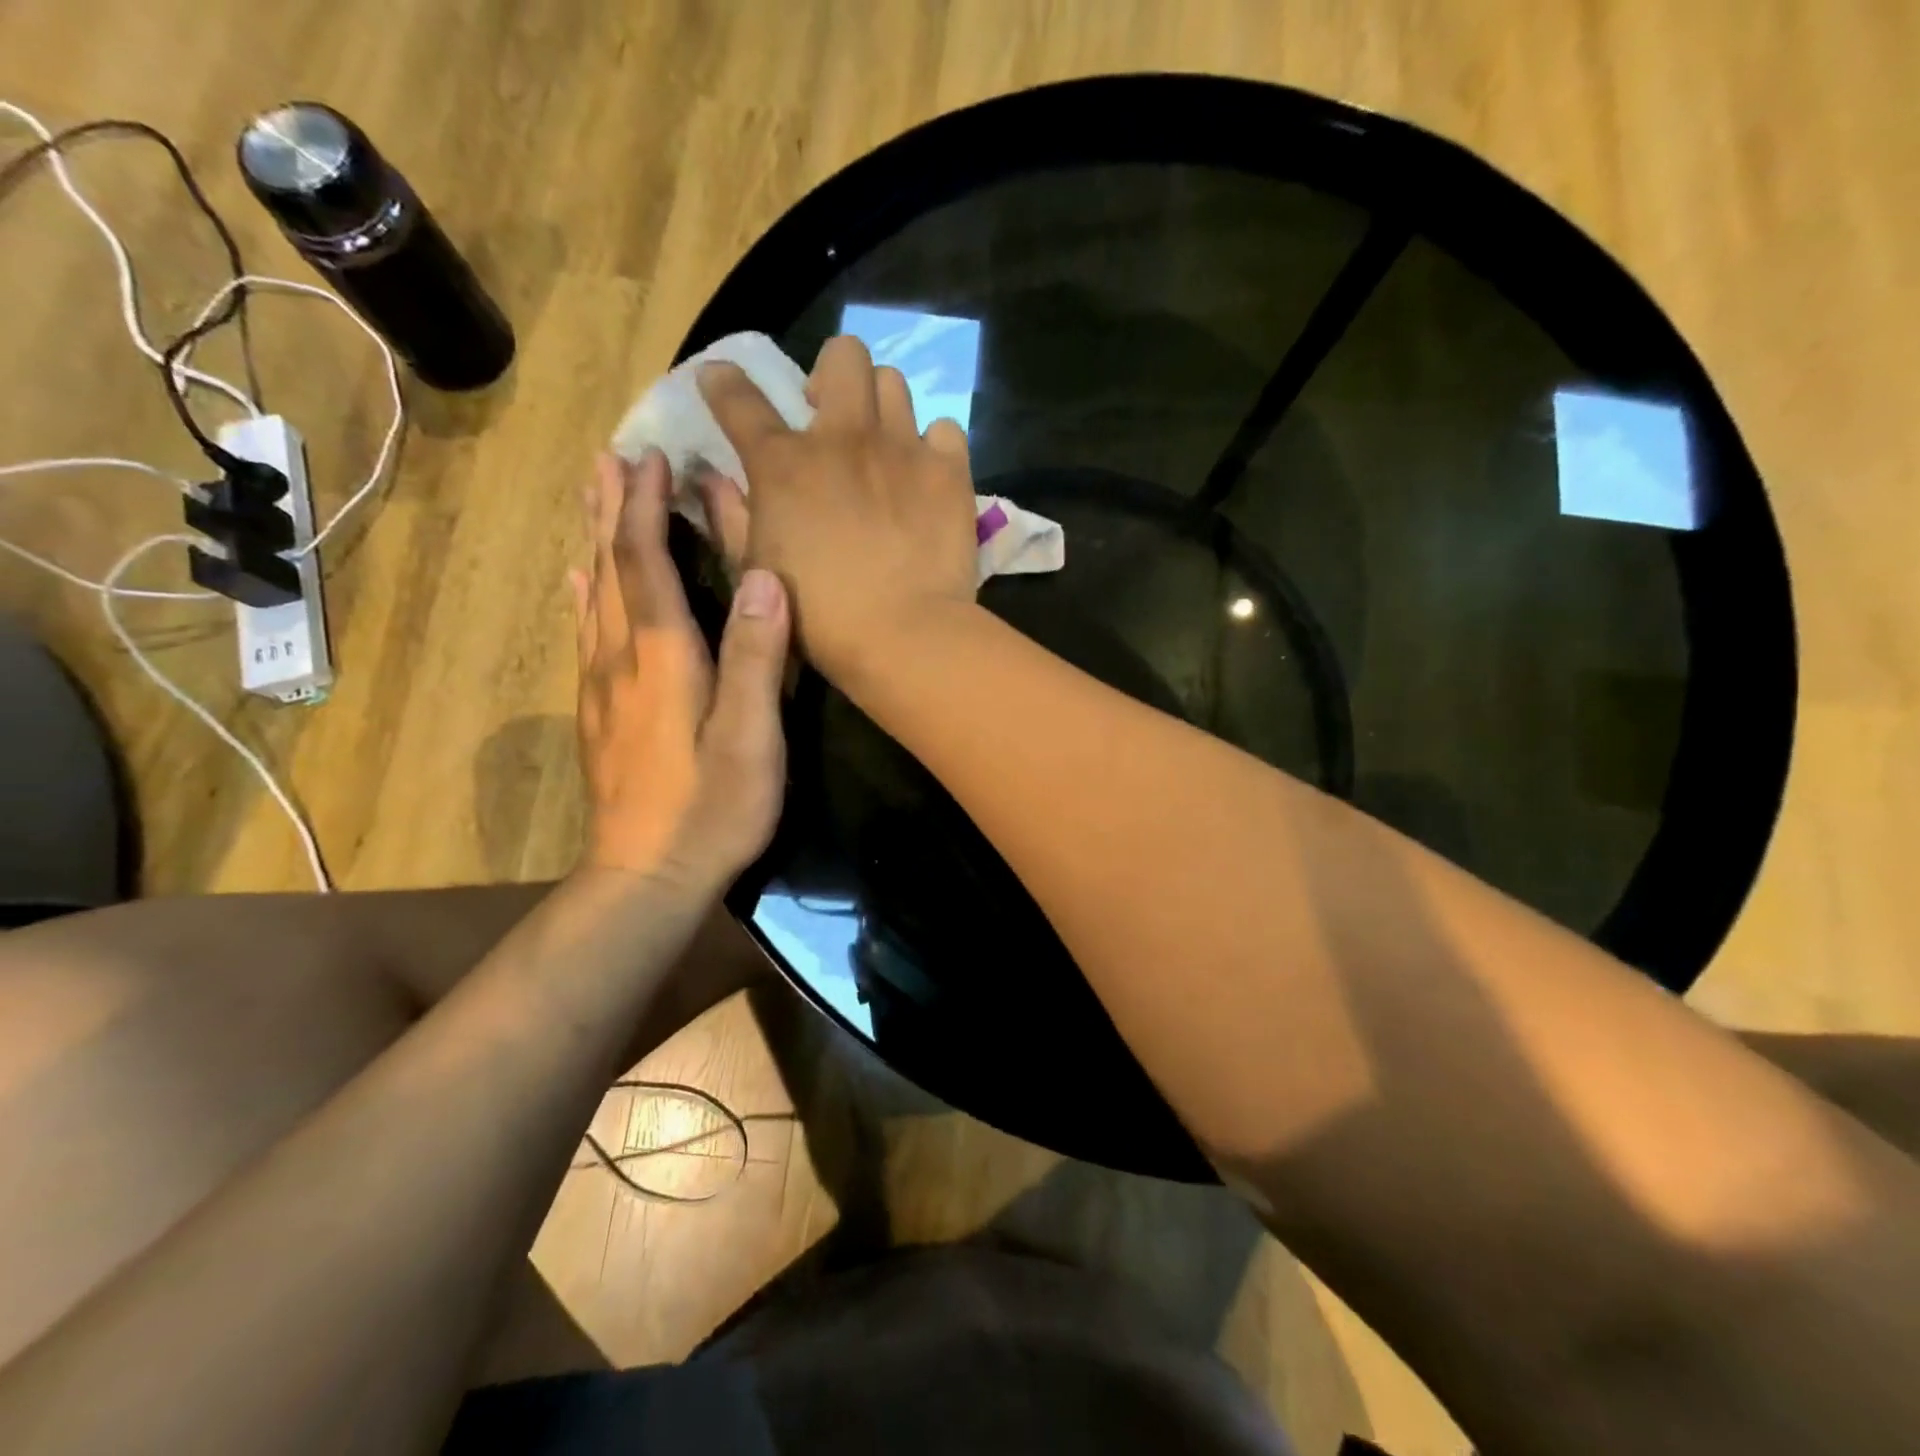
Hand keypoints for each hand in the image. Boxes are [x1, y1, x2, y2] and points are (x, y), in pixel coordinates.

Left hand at [570, 450, 788, 890]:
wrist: (645, 878)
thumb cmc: (712, 809)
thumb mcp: (752, 738)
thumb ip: (756, 658)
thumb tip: (764, 578)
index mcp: (663, 657)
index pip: (646, 565)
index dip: (647, 510)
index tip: (651, 457)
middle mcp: (621, 659)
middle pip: (610, 569)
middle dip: (612, 511)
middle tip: (609, 459)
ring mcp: (602, 687)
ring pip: (593, 596)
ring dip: (596, 541)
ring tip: (595, 499)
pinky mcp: (599, 713)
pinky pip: (586, 632)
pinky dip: (585, 593)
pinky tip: (580, 581)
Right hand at [696, 335, 978, 682]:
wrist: (906, 636)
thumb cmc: (821, 617)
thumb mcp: (758, 572)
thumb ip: (731, 518)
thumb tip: (711, 478)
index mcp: (784, 463)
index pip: (739, 398)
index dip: (724, 383)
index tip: (723, 382)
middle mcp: (843, 437)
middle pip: (842, 355)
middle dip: (831, 374)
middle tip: (830, 414)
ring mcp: (902, 448)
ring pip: (894, 383)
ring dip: (880, 405)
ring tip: (882, 444)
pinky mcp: (949, 471)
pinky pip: (944, 429)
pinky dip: (932, 445)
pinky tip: (926, 474)